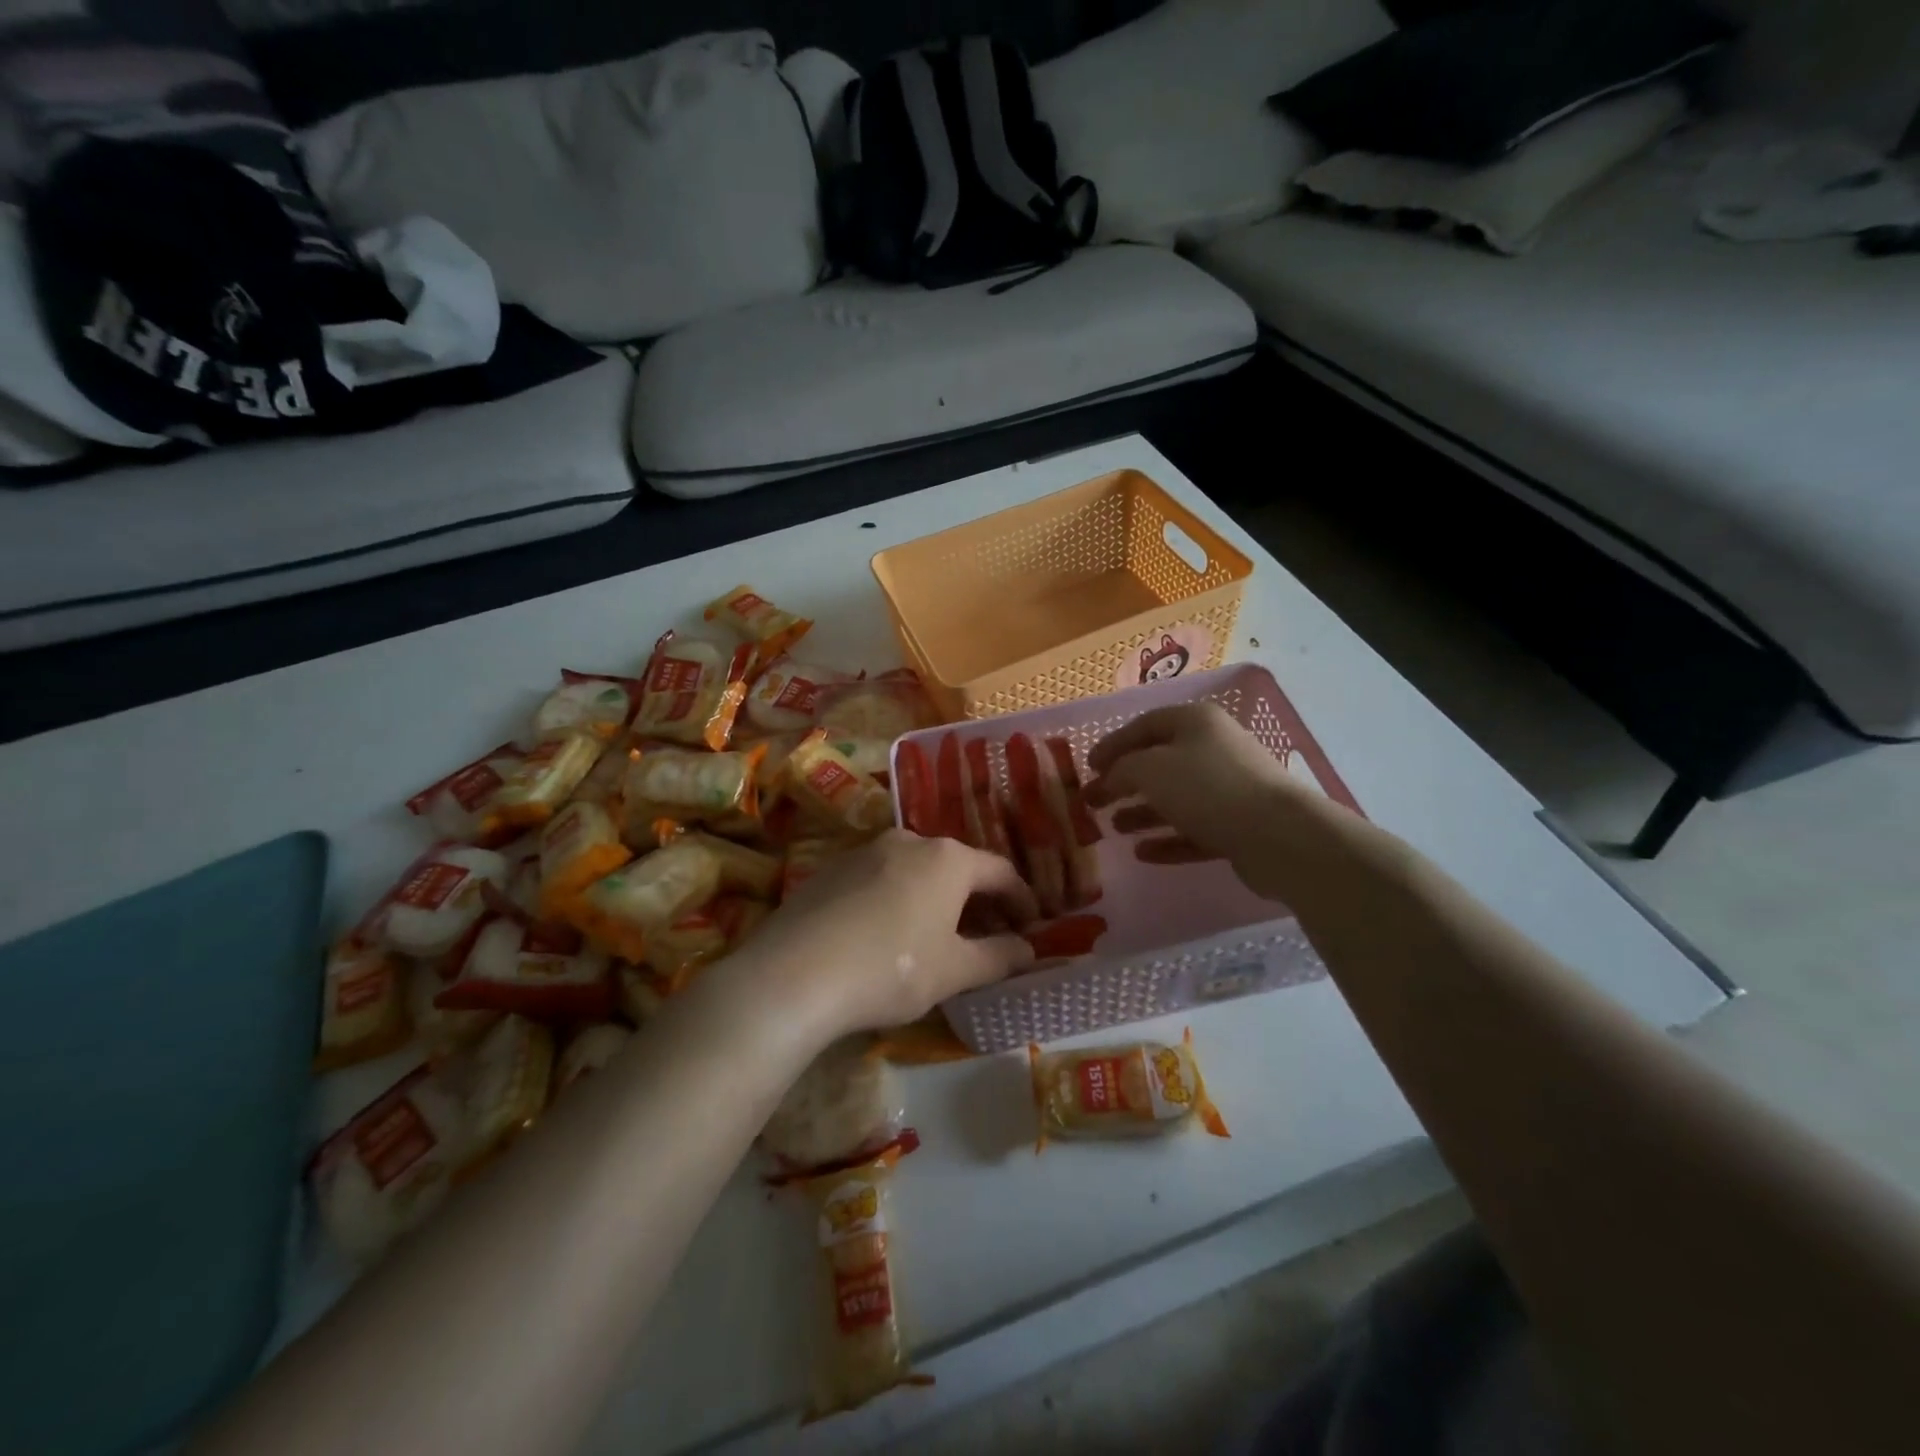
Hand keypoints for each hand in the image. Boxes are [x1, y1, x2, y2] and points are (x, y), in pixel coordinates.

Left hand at [721, 831, 1037, 1045]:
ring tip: (939, 937)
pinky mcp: (831, 869)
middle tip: (989, 937)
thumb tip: (1028, 950)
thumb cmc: (891, 967)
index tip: (1032, 927)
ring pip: (917, 871)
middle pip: (957, 867)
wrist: (795, 973)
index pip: (1000, 872)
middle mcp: (909, 841)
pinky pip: (881, 880)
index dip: (1021, 900)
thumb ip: (998, 957)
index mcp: (947, 858)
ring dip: (937, 900)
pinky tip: (888, 935)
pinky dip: (899, 900)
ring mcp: (865, 851)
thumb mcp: (954, 971)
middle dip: (978, 902)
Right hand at [1086, 703, 1363, 905]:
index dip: (1112, 744)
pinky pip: (1194, 830)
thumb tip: (1109, 778)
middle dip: (1124, 782)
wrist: (1278, 835)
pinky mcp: (1238, 826)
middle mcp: (1214, 748)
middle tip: (1093, 801)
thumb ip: (1121, 768)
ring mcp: (1229, 789)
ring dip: (1142, 813)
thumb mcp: (1150, 768)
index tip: (1087, 767)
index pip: (1144, 725)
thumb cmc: (1207, 787)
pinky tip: (1143, 853)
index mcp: (1196, 722)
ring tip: (1114, 828)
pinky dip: (1168, 839)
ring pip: (1176, 798)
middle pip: (1159, 762)